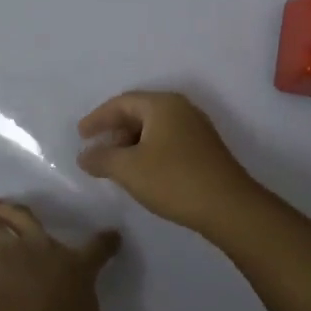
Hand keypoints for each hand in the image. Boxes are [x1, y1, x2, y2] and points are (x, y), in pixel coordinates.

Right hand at [76, 91, 257, 235]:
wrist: (229, 207)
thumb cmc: (173, 180)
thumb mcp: (129, 169)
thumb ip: (101, 158)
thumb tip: (84, 155)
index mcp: (162, 105)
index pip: (121, 103)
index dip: (98, 118)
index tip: (80, 135)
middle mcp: (181, 109)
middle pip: (138, 113)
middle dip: (114, 131)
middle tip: (97, 151)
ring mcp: (196, 129)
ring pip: (154, 129)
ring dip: (131, 144)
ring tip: (115, 165)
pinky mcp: (204, 150)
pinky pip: (167, 141)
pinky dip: (148, 152)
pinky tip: (141, 172)